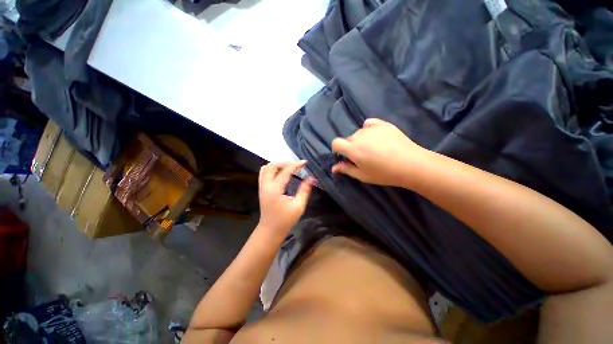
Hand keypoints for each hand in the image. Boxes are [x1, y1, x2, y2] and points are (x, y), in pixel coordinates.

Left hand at [258, 161, 312, 233]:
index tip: (305, 162)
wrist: (270, 230)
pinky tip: (280, 173)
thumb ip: (304, 190)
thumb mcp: (298, 206)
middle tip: (295, 165)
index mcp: (275, 189)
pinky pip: (264, 173)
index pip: (285, 171)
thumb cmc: (285, 220)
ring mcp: (262, 187)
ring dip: (277, 165)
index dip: (296, 165)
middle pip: (271, 166)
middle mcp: (266, 185)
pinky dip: (272, 169)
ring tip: (288, 167)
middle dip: (284, 162)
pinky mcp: (262, 189)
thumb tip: (311, 178)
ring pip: (266, 168)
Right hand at [332, 118, 428, 186]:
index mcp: (353, 149)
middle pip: (348, 138)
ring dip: (361, 139)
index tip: (344, 156)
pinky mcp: (383, 124)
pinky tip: (375, 136)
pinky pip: (369, 123)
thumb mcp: (362, 175)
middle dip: (351, 147)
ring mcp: (371, 128)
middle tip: (363, 156)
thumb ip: (346, 169)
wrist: (411, 164)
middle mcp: (359, 136)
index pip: (336, 143)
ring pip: (358, 132)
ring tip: (373, 148)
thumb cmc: (384, 173)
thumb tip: (333, 168)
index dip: (337, 149)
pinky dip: (368, 129)